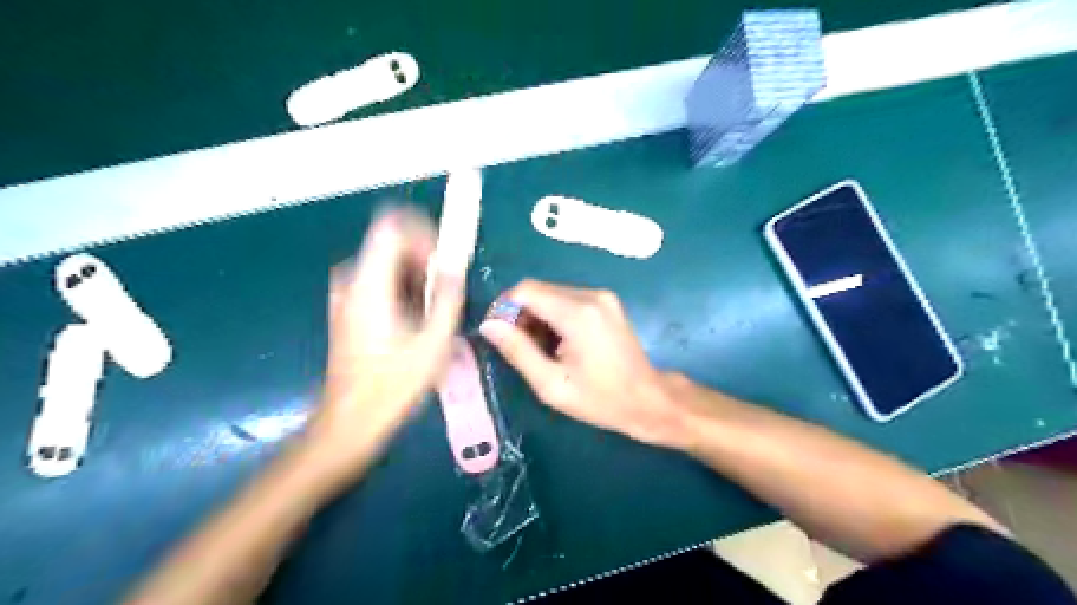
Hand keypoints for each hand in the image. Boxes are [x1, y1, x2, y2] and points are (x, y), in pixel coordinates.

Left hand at [300, 210, 463, 484]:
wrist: (352, 419)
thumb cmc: (394, 383)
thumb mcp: (434, 341)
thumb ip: (448, 296)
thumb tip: (454, 265)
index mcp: (370, 284)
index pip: (391, 227)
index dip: (422, 231)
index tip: (444, 257)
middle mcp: (352, 281)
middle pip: (390, 244)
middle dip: (423, 258)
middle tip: (446, 289)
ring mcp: (345, 295)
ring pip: (386, 264)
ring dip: (415, 275)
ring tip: (435, 308)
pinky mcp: (348, 309)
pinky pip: (379, 281)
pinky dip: (402, 287)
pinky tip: (417, 319)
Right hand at [481, 278, 685, 448]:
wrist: (647, 400)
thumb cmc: (599, 399)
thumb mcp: (551, 385)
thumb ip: (518, 351)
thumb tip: (488, 325)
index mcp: (577, 313)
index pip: (526, 290)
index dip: (504, 307)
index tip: (498, 333)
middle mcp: (591, 295)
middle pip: (539, 290)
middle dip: (521, 314)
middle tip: (519, 347)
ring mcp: (602, 296)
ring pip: (552, 293)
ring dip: (537, 315)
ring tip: (540, 349)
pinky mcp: (607, 302)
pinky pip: (569, 299)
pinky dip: (555, 315)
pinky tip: (559, 342)